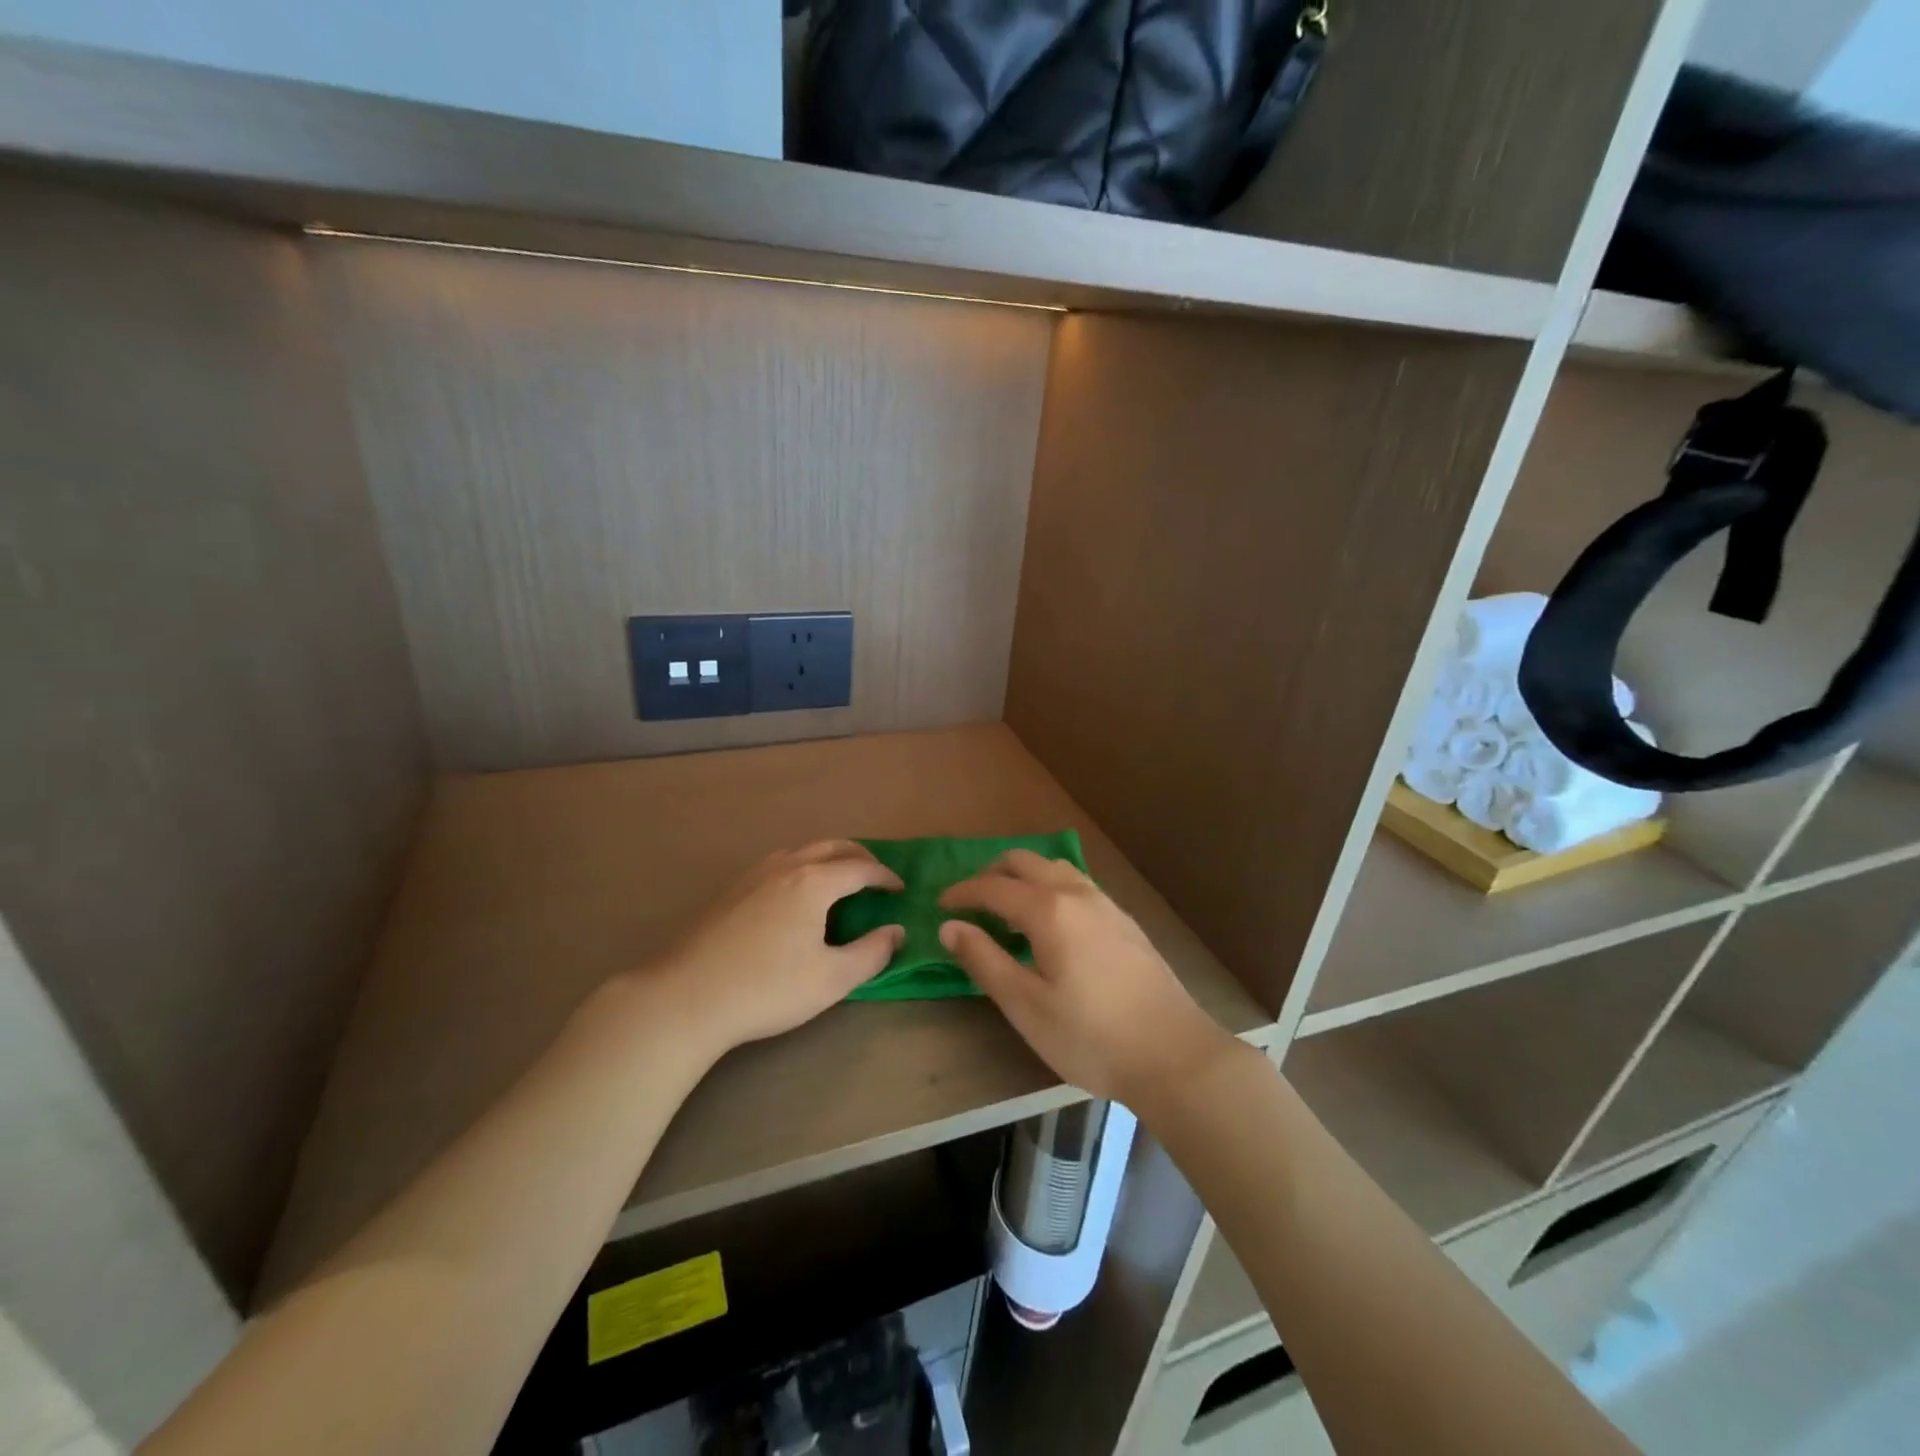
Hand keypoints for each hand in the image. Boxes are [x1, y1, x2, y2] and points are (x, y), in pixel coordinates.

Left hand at [646, 841, 904, 1055]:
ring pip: (800, 851)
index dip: (885, 877)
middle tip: (875, 875)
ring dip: (827, 857)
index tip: (899, 890)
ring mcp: (753, 875)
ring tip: (838, 880)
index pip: (860, 868)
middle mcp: (785, 866)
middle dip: (859, 856)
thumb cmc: (768, 988)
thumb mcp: (832, 979)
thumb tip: (896, 931)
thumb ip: (871, 953)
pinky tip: (794, 896)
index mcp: (813, 882)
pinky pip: (777, 864)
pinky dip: (800, 867)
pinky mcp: (731, 890)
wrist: (687, 997)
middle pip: (831, 846)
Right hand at [938, 850, 1234, 1106]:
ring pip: (1056, 868)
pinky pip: (1077, 884)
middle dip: (992, 873)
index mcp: (1049, 910)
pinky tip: (1053, 924)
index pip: (994, 886)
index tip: (941, 905)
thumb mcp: (1026, 1006)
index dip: (963, 892)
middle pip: (1026, 861)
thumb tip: (950, 926)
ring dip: (1025, 877)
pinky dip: (1051, 887)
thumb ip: (985, 960)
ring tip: (1009, 910)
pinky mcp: (1125, 921)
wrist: (1174, 1054)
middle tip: (972, 901)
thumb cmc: (1091, 1036)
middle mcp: (1078, 893)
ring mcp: (1107, 904)